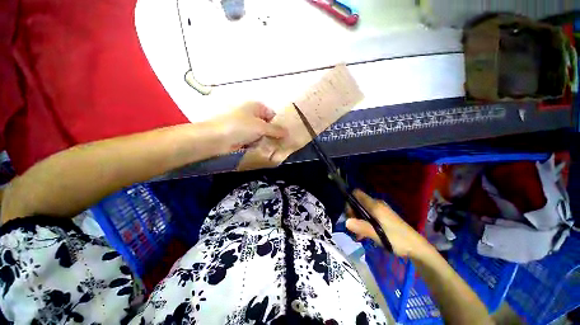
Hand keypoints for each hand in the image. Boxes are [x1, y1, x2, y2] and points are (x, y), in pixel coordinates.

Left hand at [213, 102, 287, 151]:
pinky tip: (262, 149)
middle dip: (273, 134)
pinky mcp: (241, 136)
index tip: (285, 135)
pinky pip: (254, 139)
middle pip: (267, 125)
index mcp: (256, 107)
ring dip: (265, 140)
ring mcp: (246, 126)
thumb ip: (276, 130)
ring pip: (261, 133)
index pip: (273, 115)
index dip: (279, 124)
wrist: (216, 138)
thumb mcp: (261, 127)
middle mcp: (251, 114)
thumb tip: (288, 133)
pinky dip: (258, 144)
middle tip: (280, 143)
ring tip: (272, 148)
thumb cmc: (240, 127)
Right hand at [346, 190, 431, 257]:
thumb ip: (361, 227)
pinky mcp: (383, 217)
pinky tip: (364, 235)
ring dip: (357, 220)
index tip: (349, 215)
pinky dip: (364, 223)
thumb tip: (346, 222)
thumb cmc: (398, 240)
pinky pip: (368, 216)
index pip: (357, 194)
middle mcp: (376, 205)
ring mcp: (380, 211)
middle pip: (358, 202)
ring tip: (358, 235)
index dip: (350, 201)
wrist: (417, 248)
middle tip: (353, 228)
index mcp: (375, 205)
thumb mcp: (378, 235)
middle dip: (352, 214)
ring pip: (362, 210)